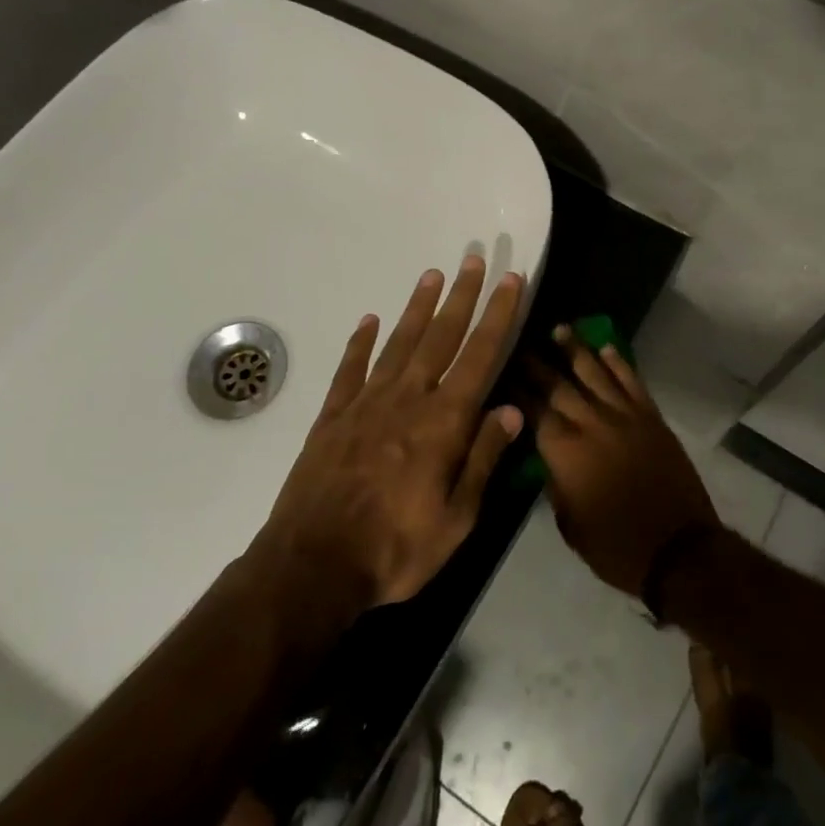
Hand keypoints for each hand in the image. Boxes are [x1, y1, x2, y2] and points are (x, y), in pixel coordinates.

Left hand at [246, 255, 526, 612]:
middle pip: (441, 336)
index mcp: (443, 422)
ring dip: (417, 307)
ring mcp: (366, 404)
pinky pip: (350, 369)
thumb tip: (512, 409)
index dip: (498, 315)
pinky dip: (360, 343)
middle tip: (473, 259)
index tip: (510, 280)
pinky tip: (369, 321)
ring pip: (399, 343)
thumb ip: (483, 458)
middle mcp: (408, 399)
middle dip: (462, 296)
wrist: (312, 566)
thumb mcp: (457, 518)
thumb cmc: (396, 548)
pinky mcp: (332, 417)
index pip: (480, 355)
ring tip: (432, 274)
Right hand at [531, 327, 717, 597]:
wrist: (678, 549)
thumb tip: (548, 459)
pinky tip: (607, 348)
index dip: (517, 390)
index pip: (533, 411)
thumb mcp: (570, 525)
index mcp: (565, 453)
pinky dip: (619, 363)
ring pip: (596, 374)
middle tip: (520, 341)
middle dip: (537, 363)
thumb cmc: (616, 547)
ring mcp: (625, 417)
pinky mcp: (652, 418)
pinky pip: (632, 382)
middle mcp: (592, 425)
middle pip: (559, 386)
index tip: (502, 369)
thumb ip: (555, 485)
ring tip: (559, 329)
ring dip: (576, 350)